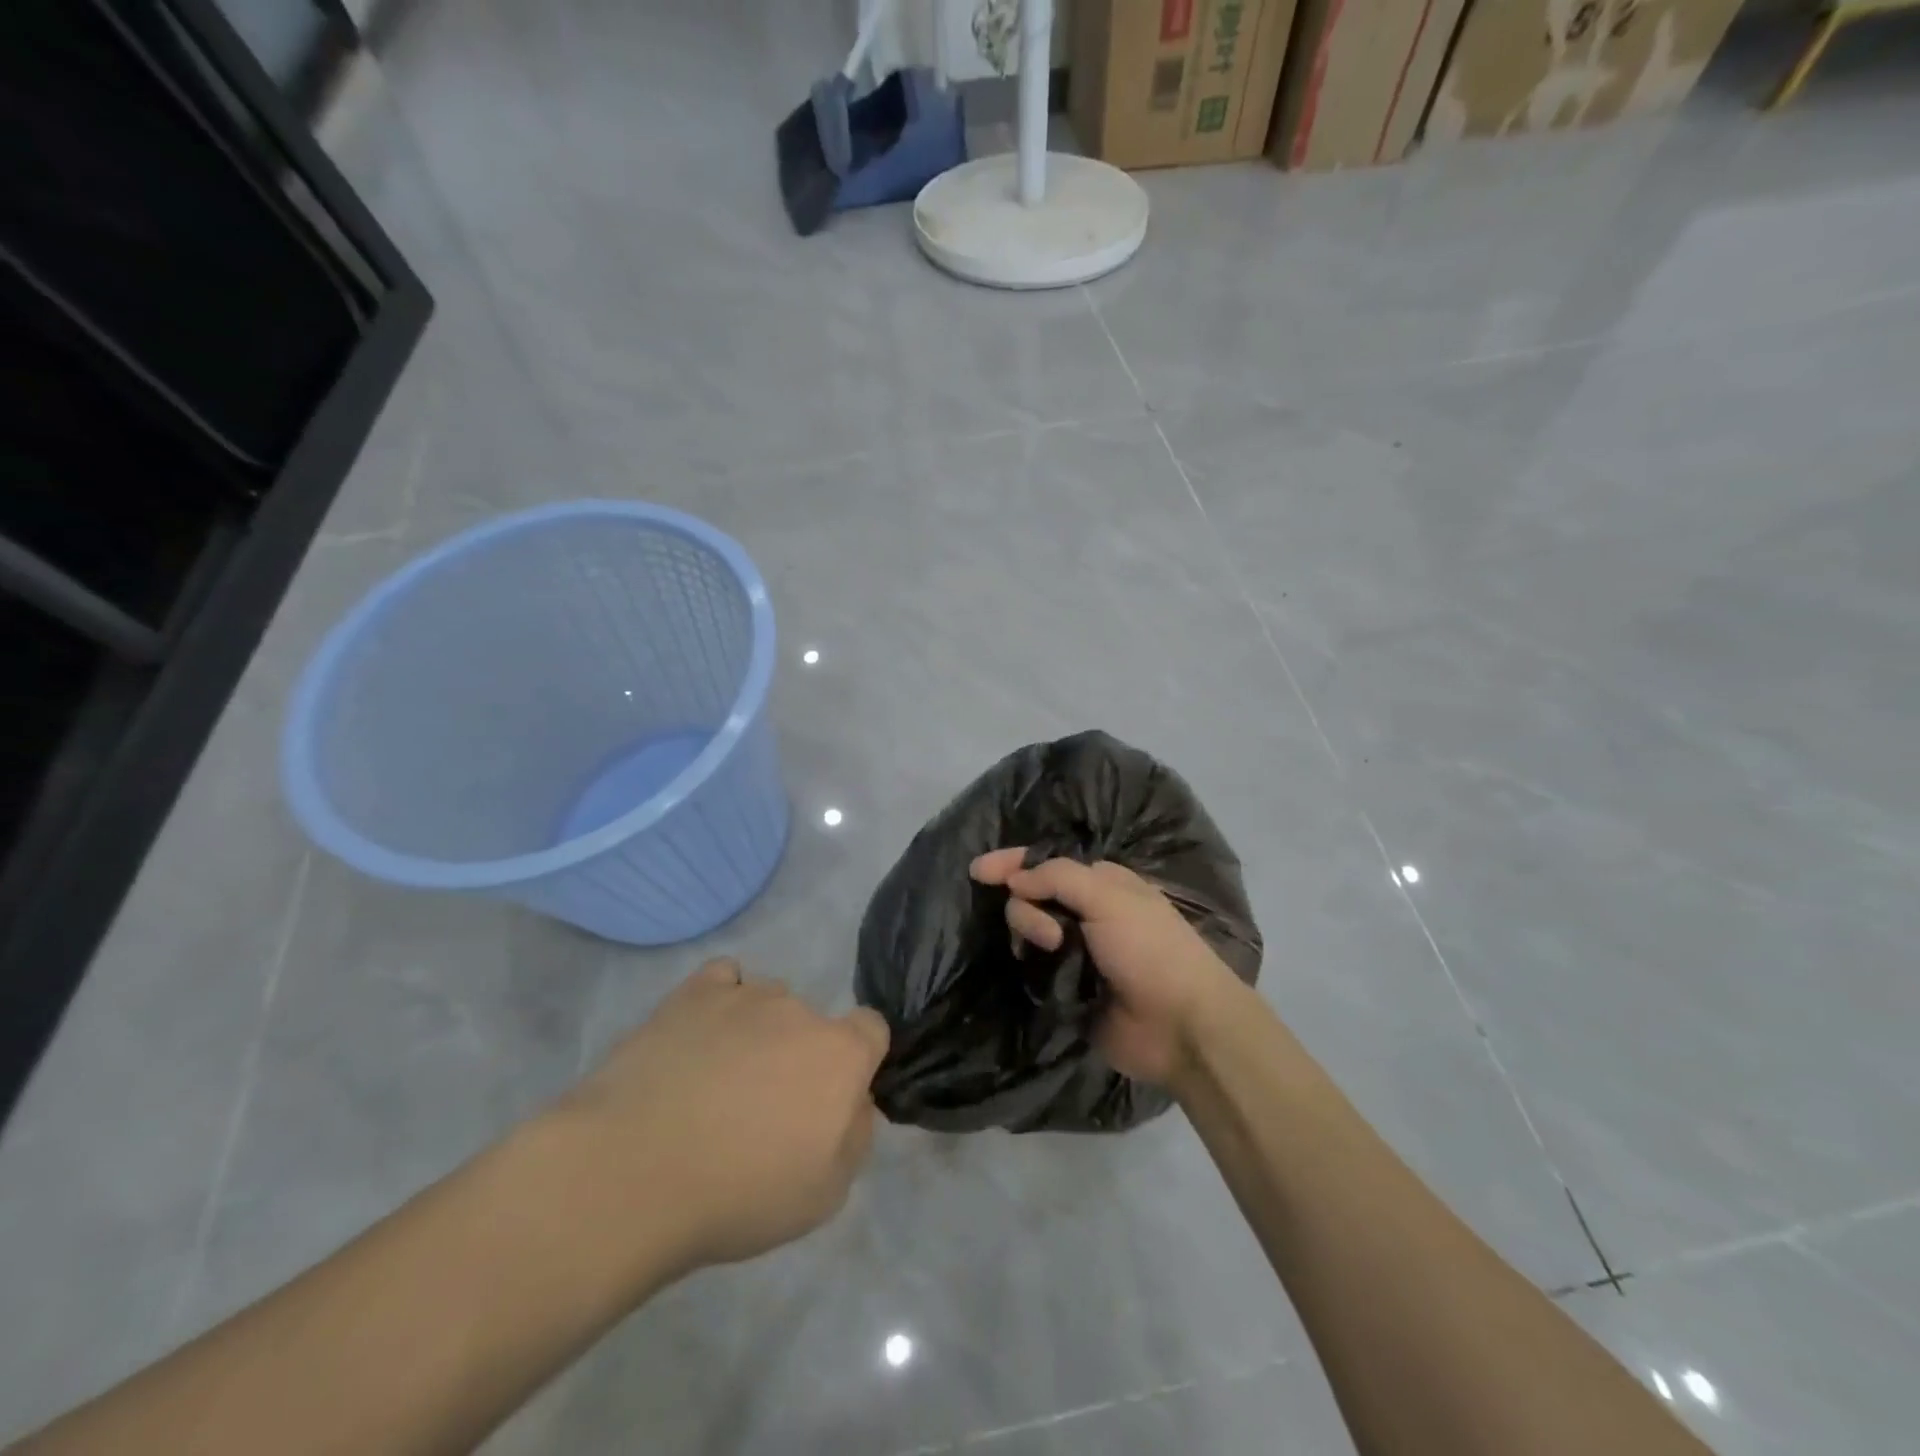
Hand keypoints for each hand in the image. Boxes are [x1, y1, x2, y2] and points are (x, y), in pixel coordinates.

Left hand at [561, 959, 889, 1279]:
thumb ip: (855, 1137)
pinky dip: (719, 1001)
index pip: (871, 1029)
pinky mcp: (693, 993)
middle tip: (760, 1108)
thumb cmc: (738, 1194)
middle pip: (812, 1022)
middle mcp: (800, 1011)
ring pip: (768, 1002)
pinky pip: (724, 979)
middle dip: (798, 1056)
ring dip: (757, 1032)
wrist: (632, 1173)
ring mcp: (744, 995)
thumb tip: (855, 1102)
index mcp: (840, 1054)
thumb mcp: (824, 1195)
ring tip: (714, 1080)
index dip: (857, 1061)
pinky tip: (698, 1036)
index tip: (828, 1100)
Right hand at [969, 849, 1246, 1090]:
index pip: (1046, 863)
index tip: (977, 872)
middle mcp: (1086, 913)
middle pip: (1030, 896)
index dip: (1011, 863)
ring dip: (1029, 935)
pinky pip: (1033, 969)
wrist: (1182, 1026)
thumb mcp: (1110, 898)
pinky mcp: (1067, 988)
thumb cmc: (1151, 950)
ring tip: (1052, 954)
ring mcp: (1076, 952)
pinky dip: (1029, 966)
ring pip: (1028, 931)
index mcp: (1102, 883)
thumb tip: (1014, 879)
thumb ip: (1058, 878)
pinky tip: (1035, 973)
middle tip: (1051, 936)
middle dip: (1027, 908)